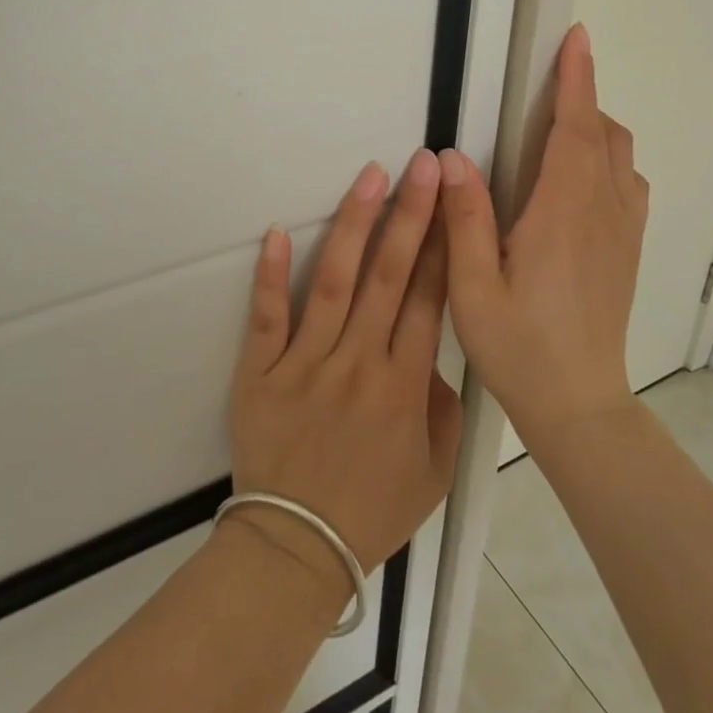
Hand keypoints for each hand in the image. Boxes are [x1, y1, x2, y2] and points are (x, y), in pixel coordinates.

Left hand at [227, 152, 462, 593]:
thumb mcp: (433, 473)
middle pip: (388, 276)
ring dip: (353, 225)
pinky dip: (272, 274)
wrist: (295, 547)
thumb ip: (444, 407)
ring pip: (335, 282)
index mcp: (404, 387)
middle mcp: (358, 364)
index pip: (428, 299)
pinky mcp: (261, 370)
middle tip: (422, 165)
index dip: (442, 244)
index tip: (452, 199)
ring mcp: (306, 363)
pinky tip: (278, 231)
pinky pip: (268, 316)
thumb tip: (436, 352)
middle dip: (410, 215)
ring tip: (370, 176)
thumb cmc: (370, 509)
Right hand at [438, 23, 648, 445]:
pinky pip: (629, 185)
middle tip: (546, 86)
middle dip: (582, 98)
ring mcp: (623, 232)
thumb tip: (453, 158)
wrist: (579, 405)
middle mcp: (602, 213)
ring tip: (556, 130)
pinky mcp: (628, 250)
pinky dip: (609, 159)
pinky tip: (577, 180)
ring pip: (622, 157)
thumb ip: (465, 218)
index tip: (577, 39)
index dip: (576, 80)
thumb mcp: (473, 287)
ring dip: (596, 129)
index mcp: (562, 215)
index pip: (575, 130)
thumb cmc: (520, 347)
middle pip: (604, 135)